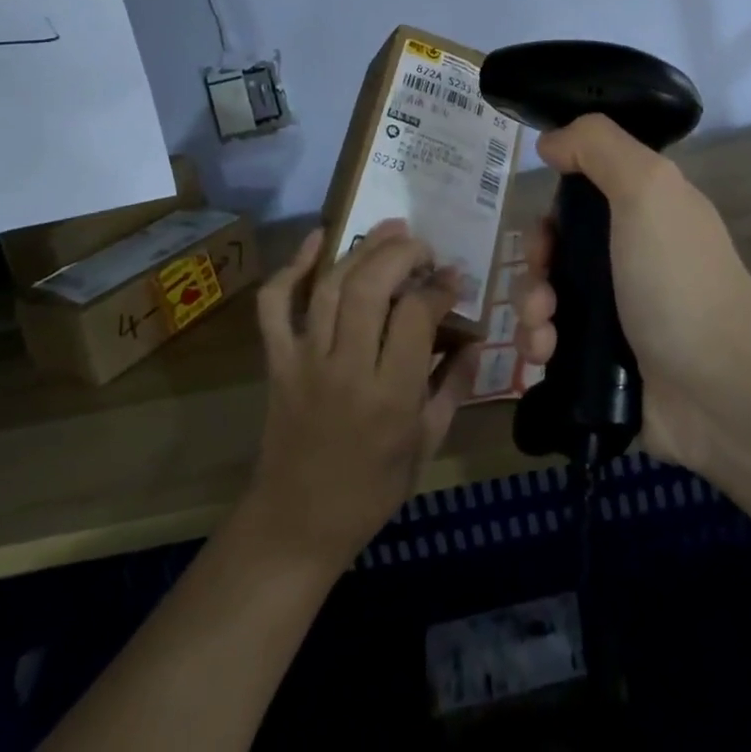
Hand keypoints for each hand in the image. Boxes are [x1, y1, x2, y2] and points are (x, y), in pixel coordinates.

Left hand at [245, 220, 480, 571]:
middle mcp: (346, 369)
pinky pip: (275, 305)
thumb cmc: (371, 489)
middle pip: (371, 287)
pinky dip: (293, 267)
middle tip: (423, 246)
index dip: (439, 287)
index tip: (453, 278)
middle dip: (402, 253)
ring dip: (362, 248)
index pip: (416, 315)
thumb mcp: (427, 444)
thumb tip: (475, 338)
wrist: (296, 524)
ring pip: (331, 286)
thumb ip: (454, 385)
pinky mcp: (277, 361)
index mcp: (390, 396)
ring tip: (390, 227)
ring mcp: (305, 361)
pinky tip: (318, 239)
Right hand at [511, 114, 750, 469]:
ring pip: (548, 295)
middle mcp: (630, 257)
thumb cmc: (679, 280)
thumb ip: (598, 146)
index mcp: (644, 213)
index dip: (554, 206)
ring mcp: (618, 312)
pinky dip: (538, 343)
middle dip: (535, 263)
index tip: (546, 226)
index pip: (582, 196)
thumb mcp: (647, 188)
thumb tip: (551, 141)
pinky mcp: (603, 361)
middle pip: (559, 247)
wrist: (723, 390)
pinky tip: (544, 354)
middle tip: (543, 284)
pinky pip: (552, 341)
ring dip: (529, 307)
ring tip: (542, 330)